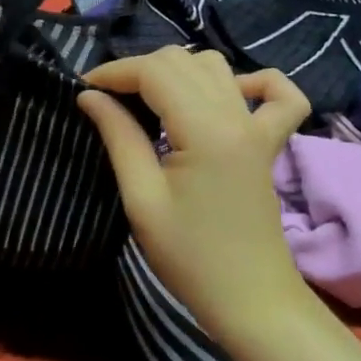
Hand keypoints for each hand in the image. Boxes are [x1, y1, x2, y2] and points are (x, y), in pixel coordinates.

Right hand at [77, 48, 313, 342]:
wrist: (249, 299)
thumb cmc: (189, 257)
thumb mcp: (141, 199)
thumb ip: (118, 137)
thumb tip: (90, 96)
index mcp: (205, 130)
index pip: (153, 72)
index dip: (113, 72)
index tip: (83, 91)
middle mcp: (236, 116)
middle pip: (181, 61)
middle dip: (137, 70)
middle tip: (107, 101)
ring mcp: (258, 126)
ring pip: (215, 67)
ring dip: (177, 72)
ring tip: (148, 101)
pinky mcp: (270, 142)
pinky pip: (278, 93)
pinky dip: (253, 82)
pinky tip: (227, 95)